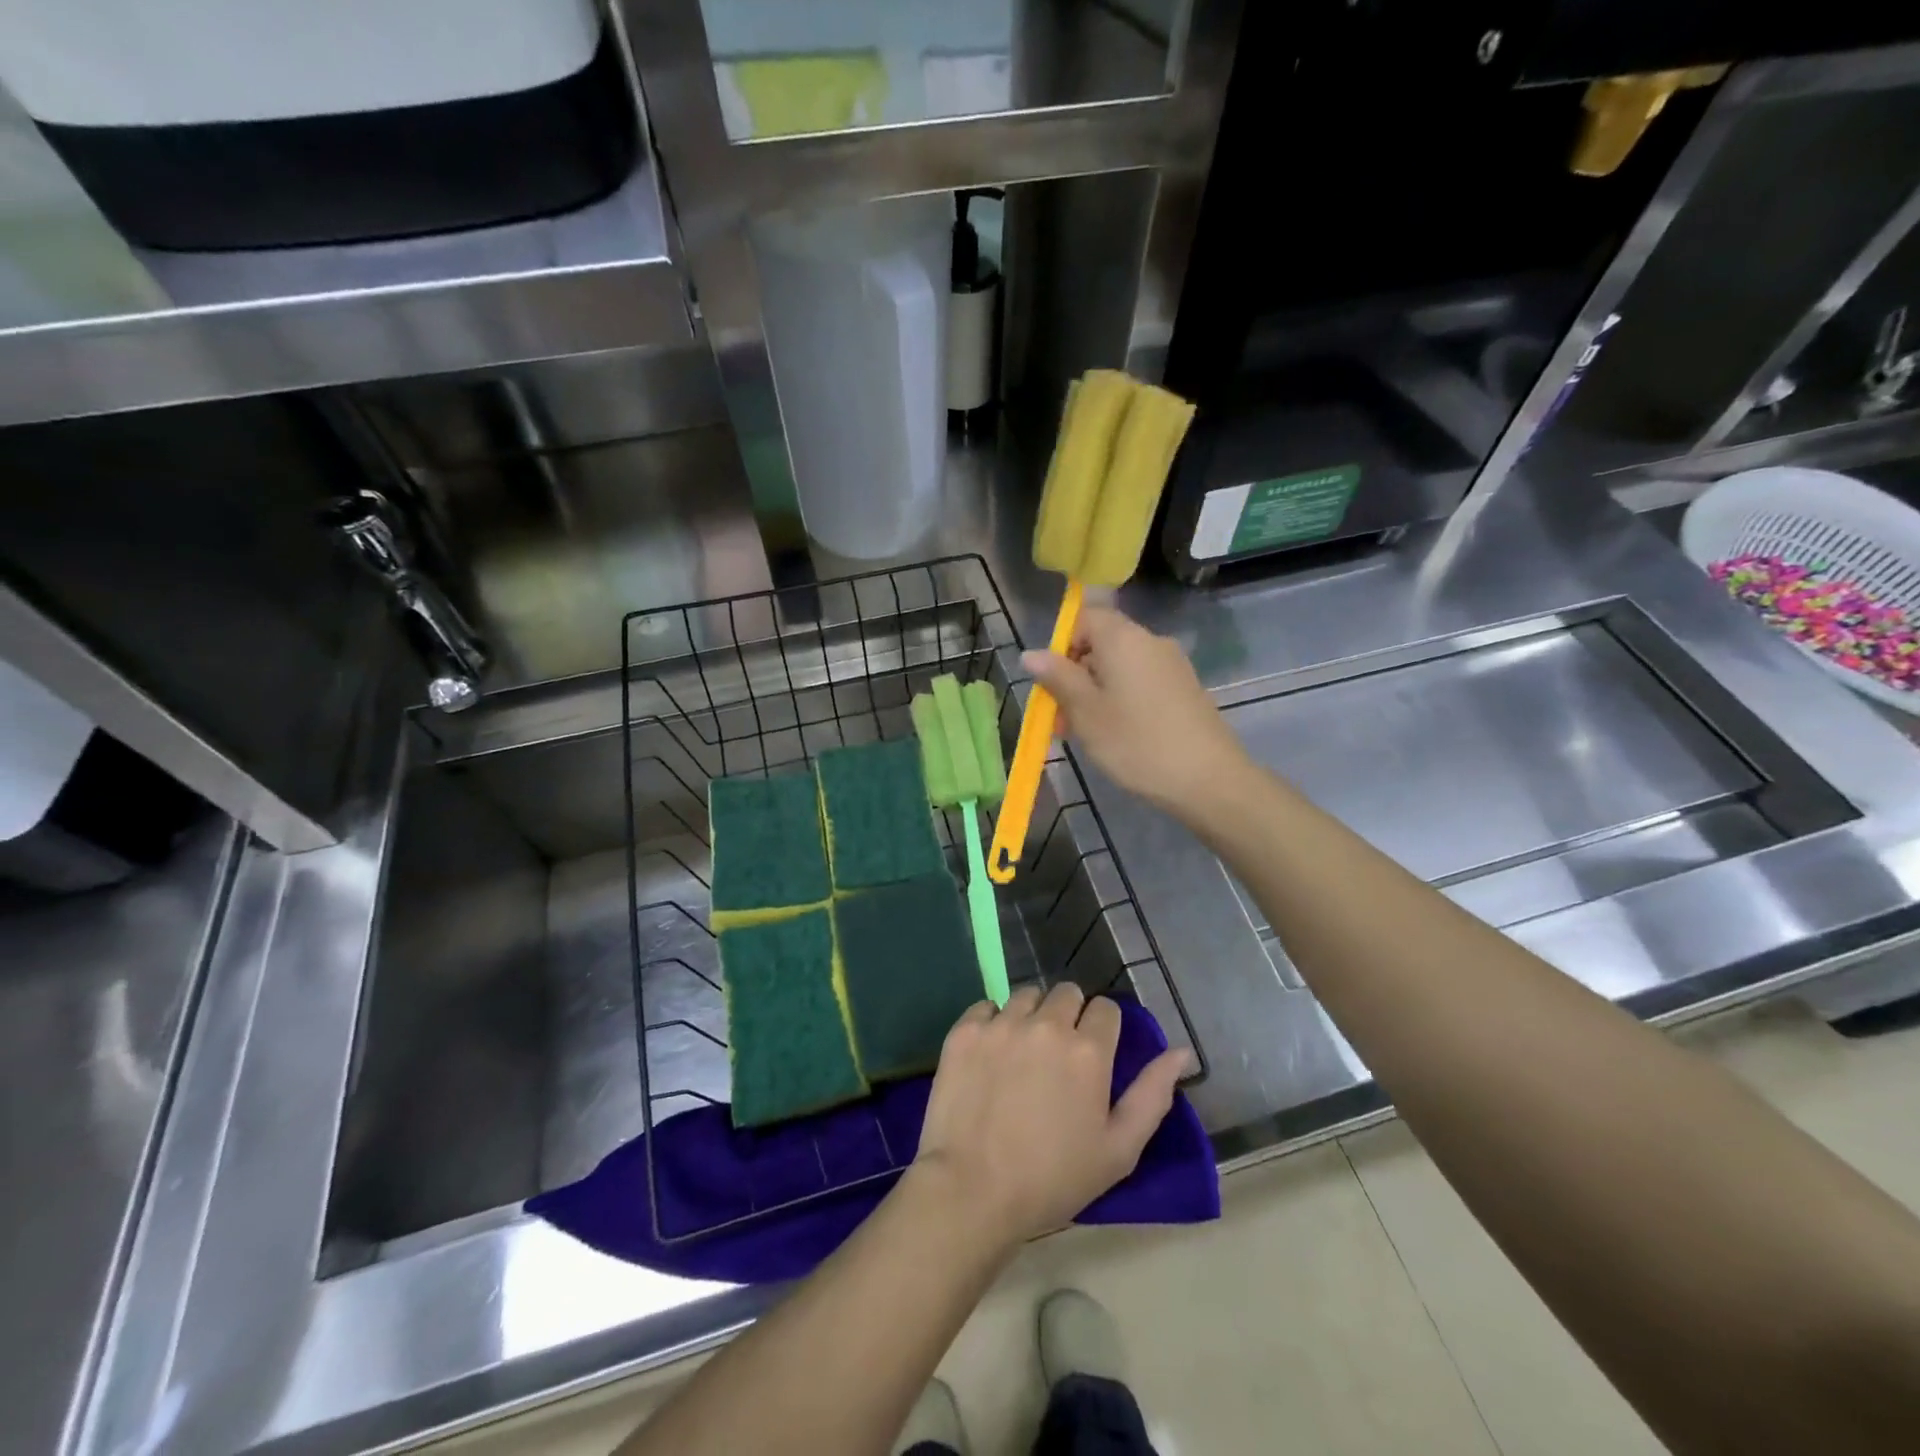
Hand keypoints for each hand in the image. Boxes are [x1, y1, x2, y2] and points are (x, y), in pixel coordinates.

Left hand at [910, 984, 1189, 1251]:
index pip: (1106, 1009)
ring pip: (1026, 995)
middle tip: (1058, 1055)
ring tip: (1023, 1053)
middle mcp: (1047, 1024)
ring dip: (1031, 1015)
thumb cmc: (1053, 1178)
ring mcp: (1002, 1024)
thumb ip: (1153, 1095)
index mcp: (1088, 1050)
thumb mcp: (1118, 1150)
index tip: (1094, 1057)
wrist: (972, 1190)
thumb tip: (1181, 1052)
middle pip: (1067, 993)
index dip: (1103, 1030)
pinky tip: (990, 1055)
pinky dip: (992, 1023)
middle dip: (1069, 1015)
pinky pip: (986, 1007)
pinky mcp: (965, 1031)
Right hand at [1023, 605, 1248, 810]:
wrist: (1208, 779)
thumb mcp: (1085, 712)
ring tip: (1085, 734)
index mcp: (1123, 638)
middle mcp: (1150, 641)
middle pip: (1102, 643)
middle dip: (1075, 675)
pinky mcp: (1185, 689)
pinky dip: (1122, 700)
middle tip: (1061, 718)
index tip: (1053, 683)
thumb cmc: (1136, 742)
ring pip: (1121, 668)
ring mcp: (1172, 665)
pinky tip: (1118, 736)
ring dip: (1096, 692)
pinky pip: (1142, 683)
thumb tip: (1031, 653)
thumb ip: (1057, 678)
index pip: (1084, 617)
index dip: (1062, 645)